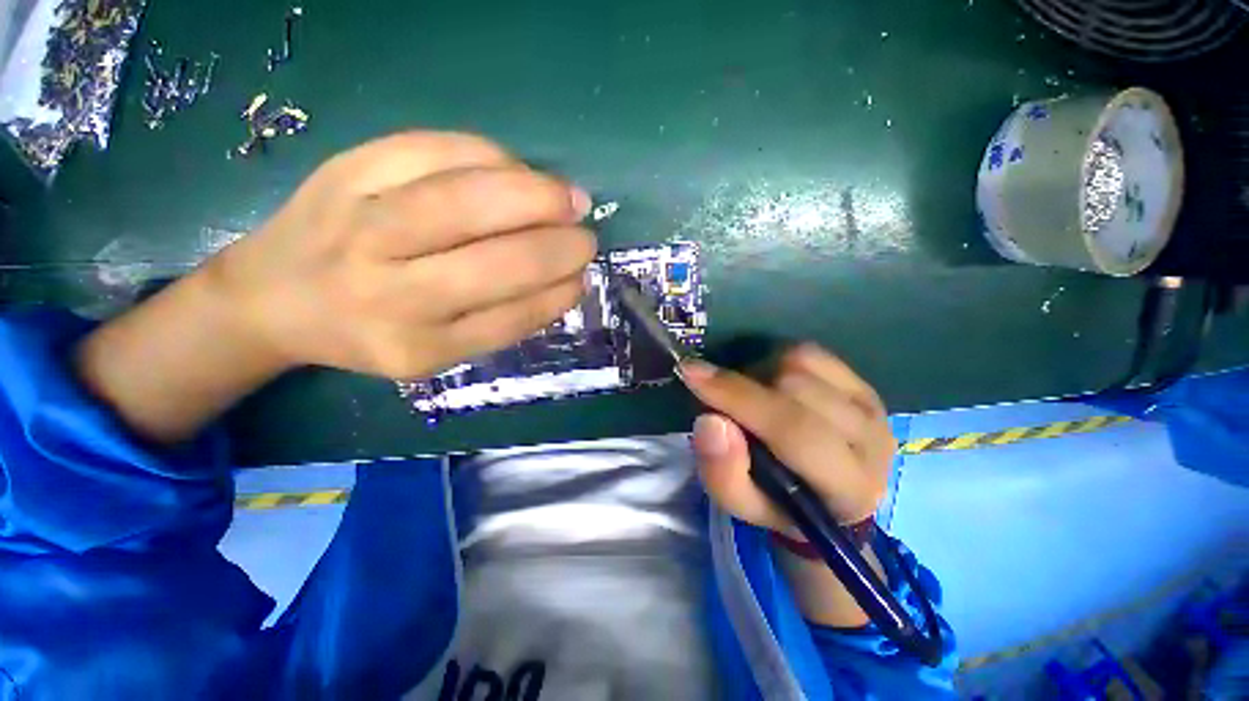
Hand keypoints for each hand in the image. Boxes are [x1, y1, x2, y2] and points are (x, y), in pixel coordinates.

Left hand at [206, 131, 596, 378]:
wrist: (272, 295)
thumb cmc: (369, 331)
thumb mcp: (437, 352)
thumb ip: (500, 321)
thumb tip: (563, 281)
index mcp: (416, 346)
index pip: (509, 318)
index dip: (557, 293)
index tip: (583, 278)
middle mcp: (388, 291)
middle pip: (495, 260)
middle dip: (557, 245)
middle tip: (586, 235)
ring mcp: (361, 223)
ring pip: (467, 198)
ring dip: (536, 194)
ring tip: (568, 198)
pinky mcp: (346, 168)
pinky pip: (434, 150)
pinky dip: (492, 156)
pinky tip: (516, 170)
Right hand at [683, 344, 894, 533]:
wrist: (827, 498)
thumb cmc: (779, 504)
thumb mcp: (741, 505)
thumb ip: (722, 472)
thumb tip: (710, 420)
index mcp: (847, 487)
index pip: (792, 429)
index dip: (737, 397)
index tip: (691, 373)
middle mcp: (871, 441)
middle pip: (795, 386)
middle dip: (743, 386)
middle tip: (720, 398)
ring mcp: (872, 407)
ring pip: (801, 363)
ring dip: (760, 373)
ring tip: (750, 396)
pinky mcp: (863, 385)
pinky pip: (810, 352)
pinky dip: (778, 360)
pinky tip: (773, 383)